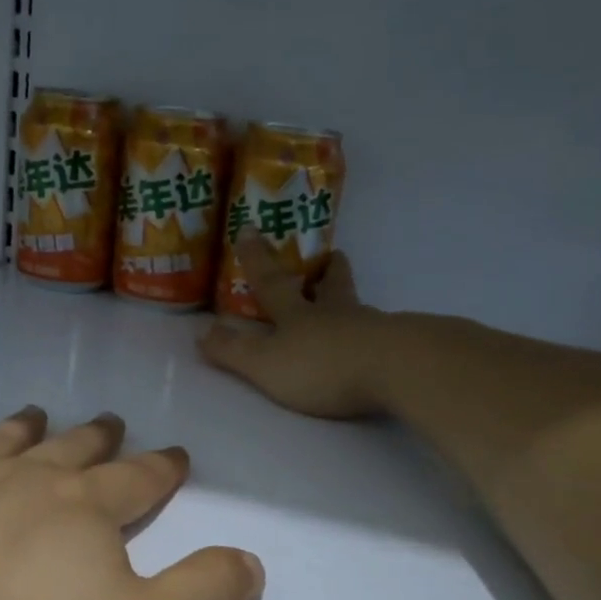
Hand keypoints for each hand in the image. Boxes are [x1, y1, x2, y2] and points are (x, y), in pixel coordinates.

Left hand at [0, 409, 263, 599]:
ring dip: (16, 429)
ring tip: (32, 413)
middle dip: (95, 437)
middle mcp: (17, 482)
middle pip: (68, 450)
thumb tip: (250, 560)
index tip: (177, 454)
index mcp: (81, 511)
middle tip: (108, 421)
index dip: (162, 468)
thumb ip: (201, 596)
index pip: (137, 480)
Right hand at [198, 232, 392, 418]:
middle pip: (332, 284)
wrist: (394, 370)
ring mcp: (371, 328)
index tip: (250, 229)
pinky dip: (374, 333)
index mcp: (298, 314)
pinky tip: (376, 342)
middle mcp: (335, 313)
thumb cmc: (321, 364)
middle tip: (334, 254)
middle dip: (328, 270)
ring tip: (350, 303)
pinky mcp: (398, 349)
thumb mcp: (265, 363)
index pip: (272, 282)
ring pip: (358, 307)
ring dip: (350, 301)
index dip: (257, 259)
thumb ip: (233, 351)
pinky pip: (382, 334)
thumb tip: (202, 333)